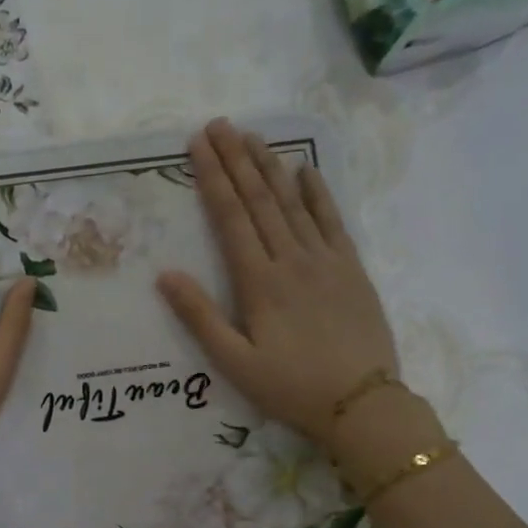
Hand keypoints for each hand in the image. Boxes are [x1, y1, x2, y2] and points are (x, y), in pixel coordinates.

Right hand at [156, 118, 399, 452]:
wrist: (362, 403)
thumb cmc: (290, 387)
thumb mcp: (234, 362)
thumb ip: (199, 317)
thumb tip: (165, 275)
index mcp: (259, 282)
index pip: (231, 218)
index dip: (213, 178)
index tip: (198, 144)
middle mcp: (291, 259)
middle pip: (259, 200)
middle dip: (237, 159)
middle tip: (219, 124)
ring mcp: (325, 260)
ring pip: (293, 203)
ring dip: (271, 167)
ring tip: (253, 136)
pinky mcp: (351, 269)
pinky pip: (333, 221)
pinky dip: (318, 193)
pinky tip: (306, 171)